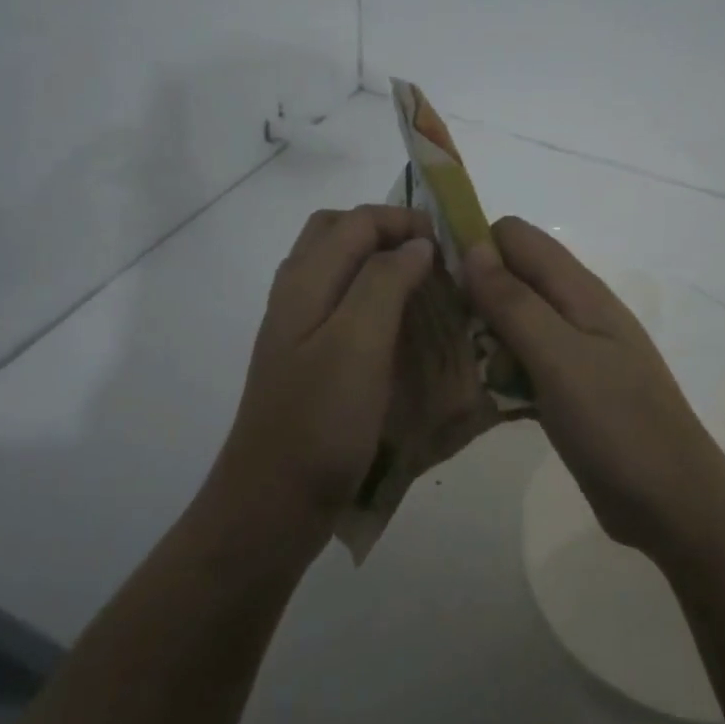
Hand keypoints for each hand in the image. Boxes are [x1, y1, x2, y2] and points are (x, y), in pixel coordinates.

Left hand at [212, 206, 435, 558]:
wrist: (273, 502)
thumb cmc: (320, 422)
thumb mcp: (357, 343)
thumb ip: (384, 283)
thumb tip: (415, 244)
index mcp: (305, 282)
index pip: (357, 221)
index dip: (405, 221)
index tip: (451, 246)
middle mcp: (296, 295)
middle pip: (339, 234)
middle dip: (388, 233)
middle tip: (433, 259)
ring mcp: (298, 329)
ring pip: (339, 270)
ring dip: (381, 265)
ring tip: (425, 289)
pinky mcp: (308, 361)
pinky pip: (343, 307)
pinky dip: (374, 300)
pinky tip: (401, 332)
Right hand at [463, 218, 724, 560]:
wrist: (673, 504)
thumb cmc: (618, 426)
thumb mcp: (561, 359)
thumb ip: (516, 303)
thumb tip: (473, 247)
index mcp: (580, 292)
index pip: (516, 238)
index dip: (475, 246)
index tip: (437, 282)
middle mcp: (577, 313)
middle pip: (512, 279)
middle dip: (473, 295)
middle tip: (443, 335)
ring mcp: (575, 354)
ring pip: (514, 324)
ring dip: (482, 338)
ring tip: (456, 368)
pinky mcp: (568, 390)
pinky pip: (523, 365)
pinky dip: (500, 372)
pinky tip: (480, 396)